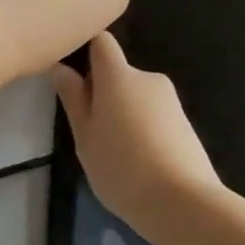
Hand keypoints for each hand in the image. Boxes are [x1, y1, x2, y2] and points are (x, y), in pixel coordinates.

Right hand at [50, 32, 222, 235]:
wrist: (184, 203)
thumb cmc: (122, 166)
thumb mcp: (85, 136)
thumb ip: (73, 98)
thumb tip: (59, 67)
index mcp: (119, 75)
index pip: (101, 42)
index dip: (86, 51)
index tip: (73, 76)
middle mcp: (148, 78)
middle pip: (119, 74)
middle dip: (104, 94)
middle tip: (91, 132)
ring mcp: (171, 101)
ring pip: (137, 98)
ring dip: (124, 115)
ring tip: (116, 155)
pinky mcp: (185, 124)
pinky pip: (155, 117)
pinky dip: (144, 131)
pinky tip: (140, 164)